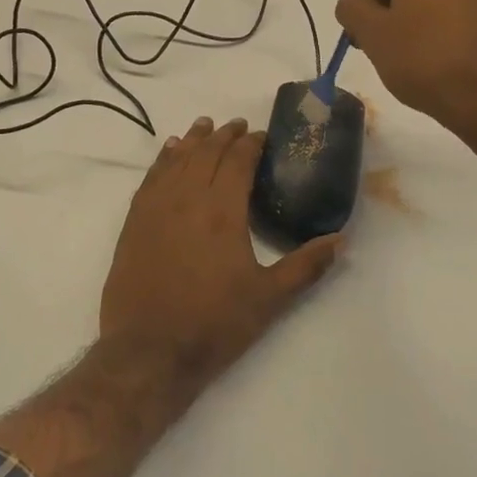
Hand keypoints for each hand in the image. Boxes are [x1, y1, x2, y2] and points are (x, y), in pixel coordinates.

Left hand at [100, 117, 341, 385]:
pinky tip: (169, 151)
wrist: (148, 351)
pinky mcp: (135, 221)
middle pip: (207, 153)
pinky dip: (163, 158)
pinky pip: (151, 176)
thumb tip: (342, 239)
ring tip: (205, 125)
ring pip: (177, 159)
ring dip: (194, 139)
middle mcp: (188, 198)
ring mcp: (157, 207)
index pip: (238, 161)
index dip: (251, 144)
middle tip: (238, 126)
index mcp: (223, 210)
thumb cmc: (214, 324)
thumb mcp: (269, 299)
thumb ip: (306, 266)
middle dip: (225, 136)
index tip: (262, 136)